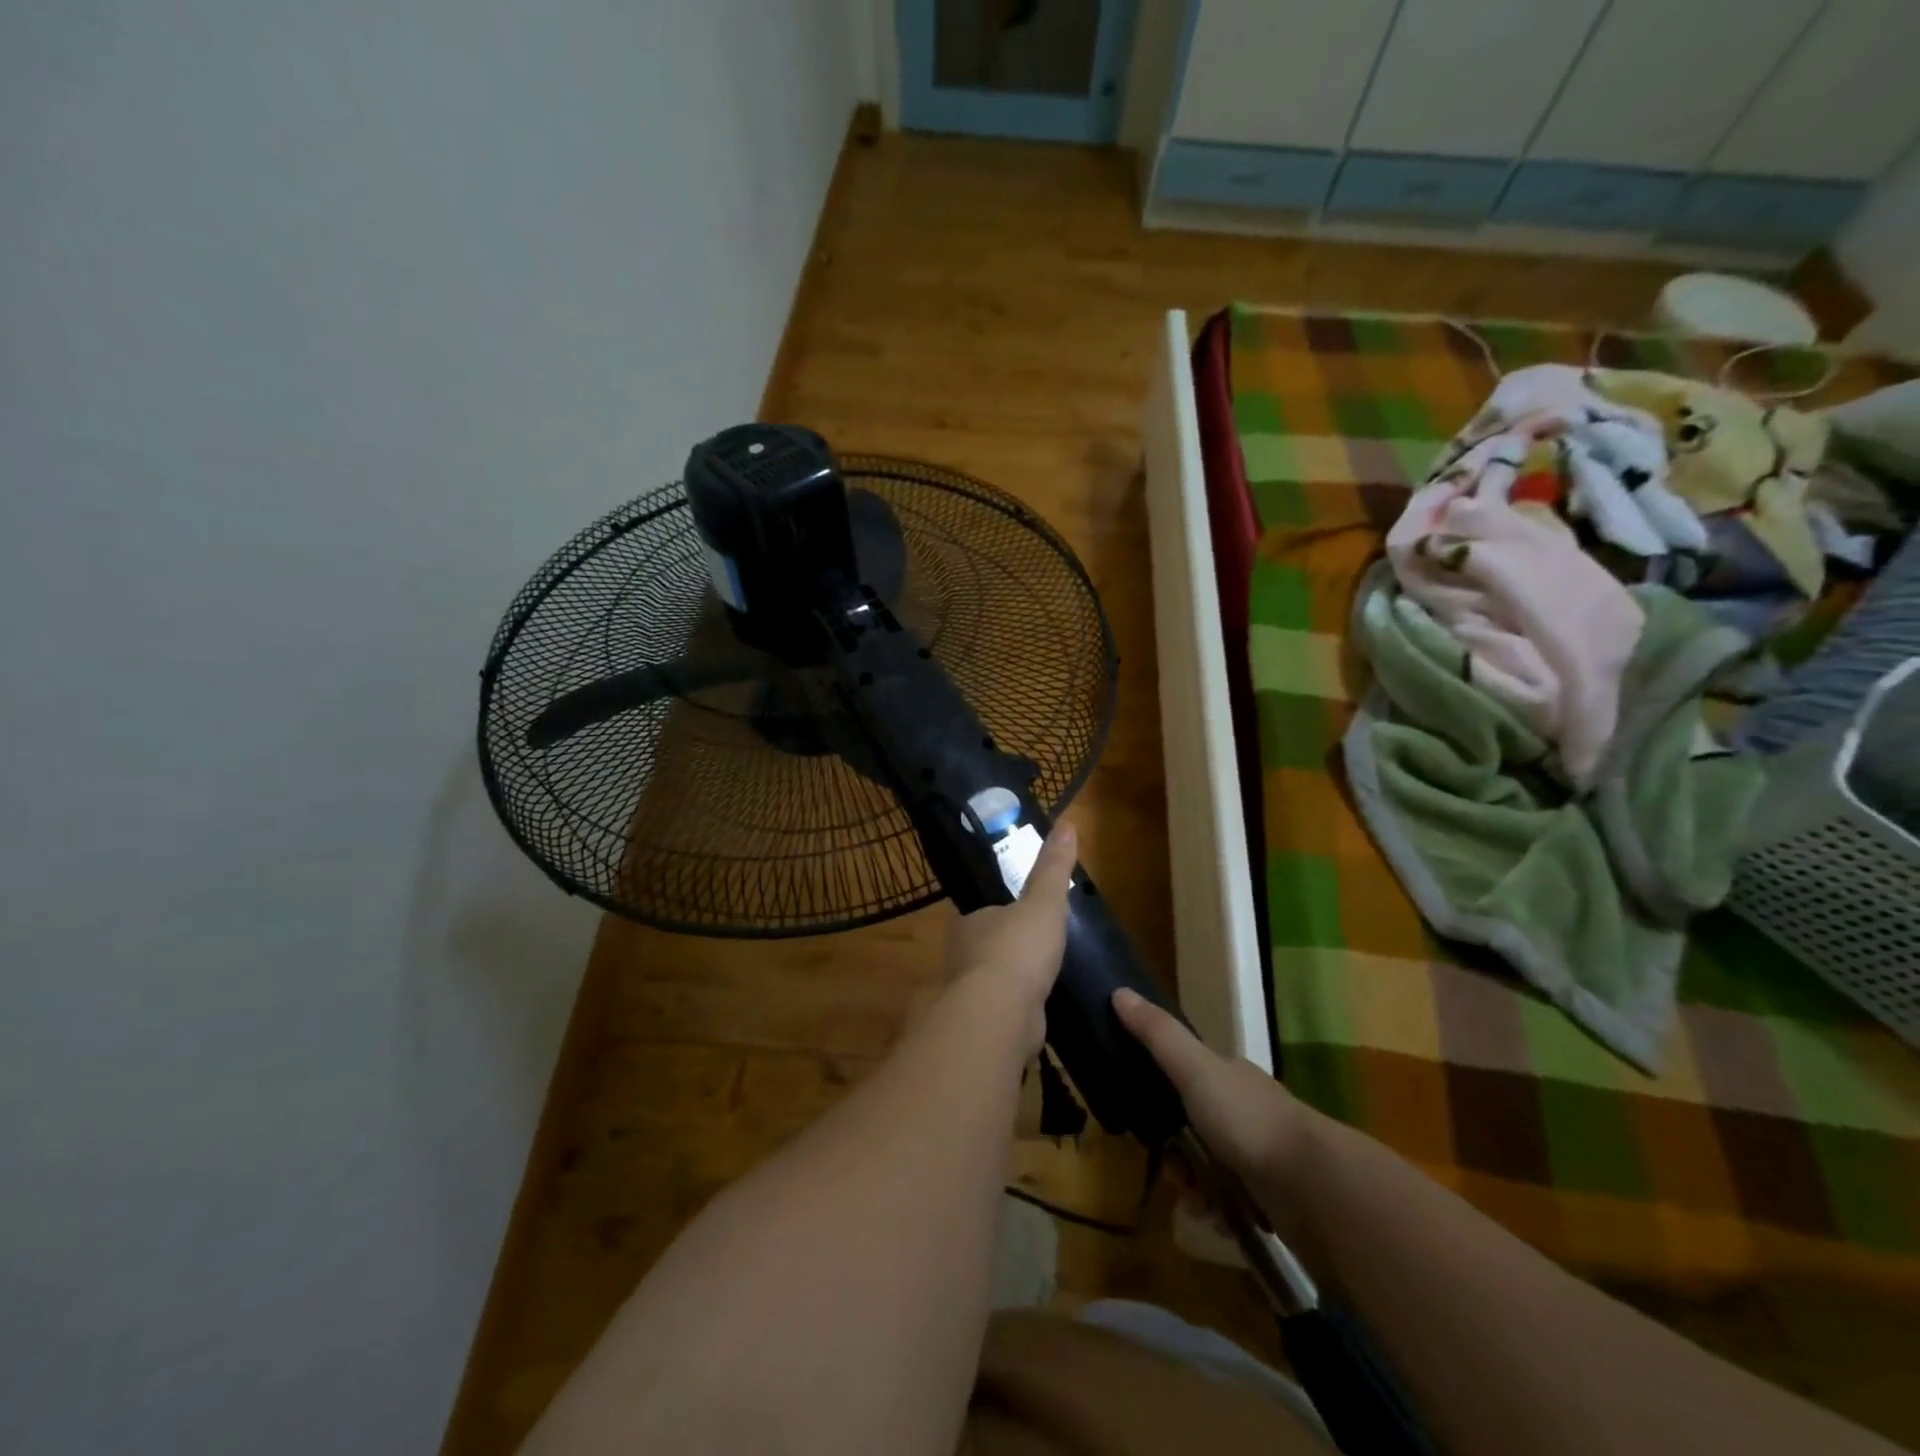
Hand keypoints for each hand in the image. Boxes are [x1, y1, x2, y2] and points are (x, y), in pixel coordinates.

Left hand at [943, 822, 1076, 1055]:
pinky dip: (1018, 1011)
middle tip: (1038, 950)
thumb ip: (1053, 867)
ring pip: (991, 983)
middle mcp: (960, 957)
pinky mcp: (983, 1026)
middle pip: (985, 947)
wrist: (1000, 1015)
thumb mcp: (1043, 901)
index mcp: (968, 923)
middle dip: (1006, 949)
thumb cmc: (1018, 949)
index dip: (1001, 913)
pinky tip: (1037, 1014)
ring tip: (1041, 981)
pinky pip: (1003, 1013)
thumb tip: (1067, 823)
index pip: (982, 913)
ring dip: (1011, 983)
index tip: (1022, 915)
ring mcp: (969, 994)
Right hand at [1112, 988, 1313, 1209]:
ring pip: (1209, 1168)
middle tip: (1172, 1170)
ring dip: (1193, 1186)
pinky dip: (1217, 1211)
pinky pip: (1230, 1203)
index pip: (1186, 1076)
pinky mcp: (1271, 1198)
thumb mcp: (1194, 1069)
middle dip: (1175, 1152)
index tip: (1142, 1117)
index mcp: (1229, 1076)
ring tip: (1193, 1201)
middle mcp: (1245, 1111)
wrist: (1313, 1186)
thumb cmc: (1248, 1119)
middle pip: (1193, 1128)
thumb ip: (1158, 1034)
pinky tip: (1213, 1218)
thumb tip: (1119, 991)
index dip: (1160, 1095)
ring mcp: (1260, 1154)